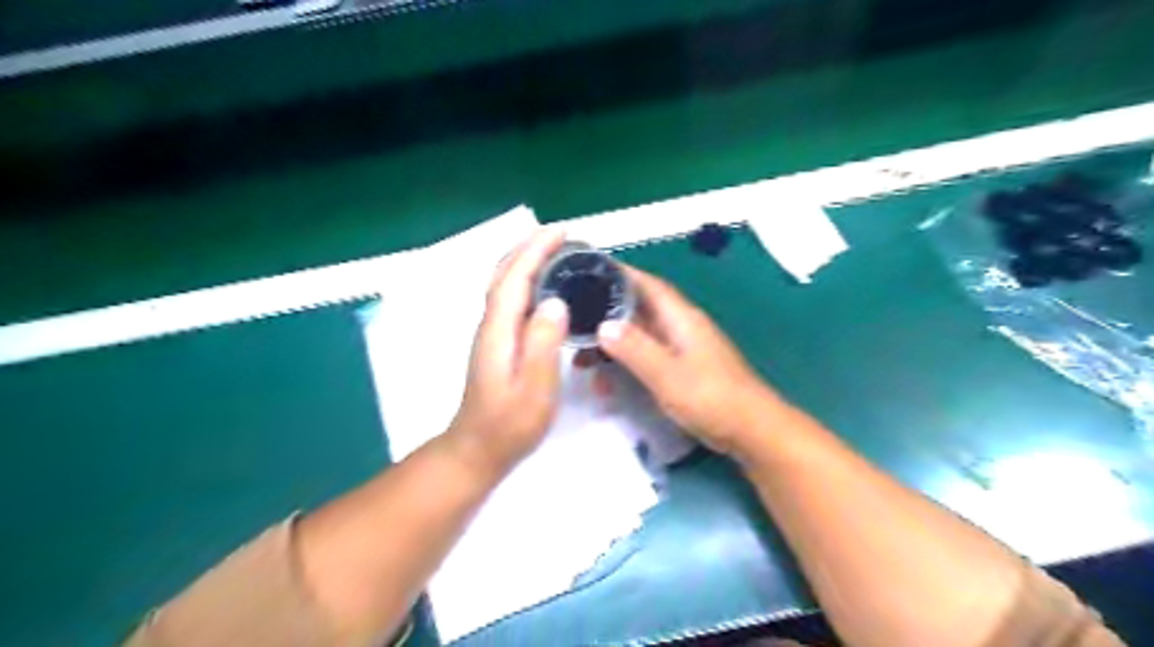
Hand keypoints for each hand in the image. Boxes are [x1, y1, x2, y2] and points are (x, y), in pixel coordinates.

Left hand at [450, 228, 571, 475]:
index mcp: (499, 330)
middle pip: (503, 274)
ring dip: (525, 260)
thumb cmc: (510, 424)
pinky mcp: (497, 342)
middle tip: (561, 234)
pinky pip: (510, 298)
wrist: (477, 449)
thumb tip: (555, 301)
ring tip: (555, 250)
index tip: (561, 231)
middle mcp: (491, 324)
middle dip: (529, 247)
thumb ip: (543, 344)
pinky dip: (525, 279)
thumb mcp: (534, 389)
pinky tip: (543, 285)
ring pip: (505, 284)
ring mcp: (491, 333)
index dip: (535, 251)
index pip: (515, 278)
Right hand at [595, 264, 785, 453]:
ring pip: (639, 336)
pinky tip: (608, 384)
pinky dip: (626, 365)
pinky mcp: (682, 369)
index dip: (619, 274)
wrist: (751, 431)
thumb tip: (603, 324)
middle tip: (574, 324)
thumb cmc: (711, 398)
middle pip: (638, 309)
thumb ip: (634, 348)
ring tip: (583, 362)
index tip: (587, 271)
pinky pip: (647, 358)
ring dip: (613, 345)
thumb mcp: (666, 374)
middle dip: (606, 315)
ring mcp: (682, 348)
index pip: (646, 284)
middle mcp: (681, 326)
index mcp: (680, 317)